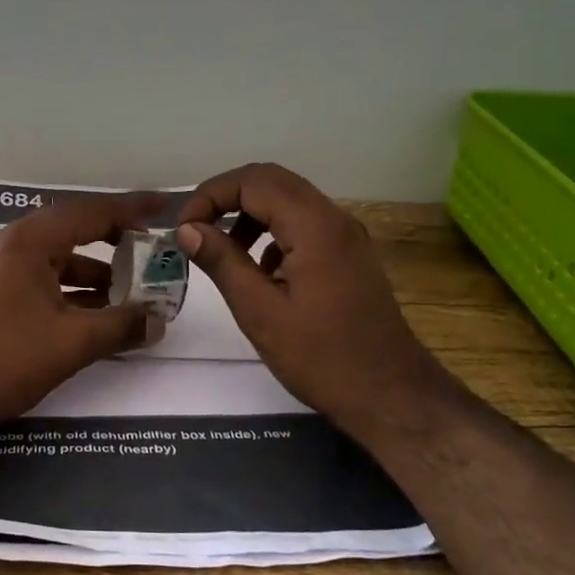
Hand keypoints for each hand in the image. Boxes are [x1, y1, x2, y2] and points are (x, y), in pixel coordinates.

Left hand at [0, 193, 167, 425]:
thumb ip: (121, 326)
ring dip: (95, 273)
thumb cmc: (8, 356)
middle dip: (115, 240)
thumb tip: (159, 322)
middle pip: (75, 230)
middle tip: (149, 250)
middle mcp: (12, 245)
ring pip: (58, 259)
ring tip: (130, 292)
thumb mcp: (73, 341)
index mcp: (30, 240)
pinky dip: (72, 291)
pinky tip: (95, 314)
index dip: (133, 208)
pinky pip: (43, 280)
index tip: (166, 205)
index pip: (92, 212)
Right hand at [176, 163, 449, 443]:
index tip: (184, 229)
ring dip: (250, 214)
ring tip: (222, 251)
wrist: (391, 393)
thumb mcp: (260, 312)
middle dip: (227, 197)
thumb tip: (187, 229)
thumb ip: (222, 262)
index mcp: (314, 226)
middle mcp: (334, 218)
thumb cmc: (321, 357)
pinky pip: (304, 224)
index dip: (210, 195)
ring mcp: (346, 236)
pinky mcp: (349, 255)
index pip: (252, 181)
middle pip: (271, 180)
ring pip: (289, 200)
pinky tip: (260, 271)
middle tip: (195, 228)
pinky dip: (273, 232)